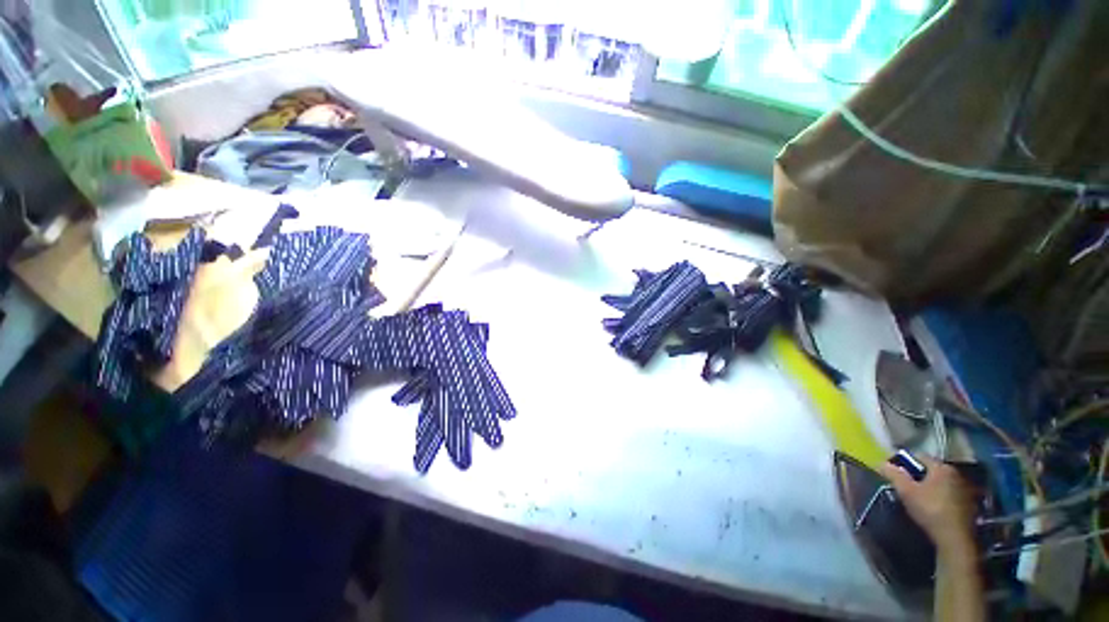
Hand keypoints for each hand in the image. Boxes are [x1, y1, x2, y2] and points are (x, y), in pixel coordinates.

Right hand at [879, 454, 976, 560]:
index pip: (919, 456)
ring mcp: (966, 489)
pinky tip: (935, 507)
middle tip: (907, 486)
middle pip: (932, 469)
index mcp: (941, 467)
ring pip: (943, 482)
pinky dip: (942, 497)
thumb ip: (893, 474)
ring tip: (920, 497)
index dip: (905, 462)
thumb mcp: (906, 491)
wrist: (955, 538)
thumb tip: (881, 462)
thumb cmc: (929, 509)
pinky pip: (951, 494)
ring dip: (932, 486)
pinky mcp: (970, 504)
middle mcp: (956, 473)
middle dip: (919, 475)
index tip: (895, 472)